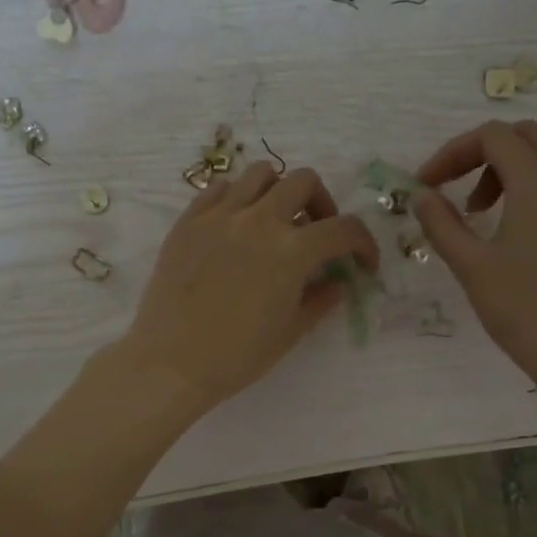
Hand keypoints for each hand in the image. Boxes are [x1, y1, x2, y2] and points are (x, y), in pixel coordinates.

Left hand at [122, 162, 378, 412]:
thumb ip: (321, 299)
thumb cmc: (238, 355)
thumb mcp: (291, 331)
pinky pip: (219, 189)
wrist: (172, 362)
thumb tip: (339, 283)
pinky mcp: (188, 221)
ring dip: (279, 192)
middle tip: (318, 234)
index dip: (364, 243)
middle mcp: (259, 220)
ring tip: (276, 222)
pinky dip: (238, 198)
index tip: (363, 262)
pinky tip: (237, 226)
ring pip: (261, 174)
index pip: (344, 229)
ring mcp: (220, 216)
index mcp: (292, 250)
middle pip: (304, 182)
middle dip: (322, 206)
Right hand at [414, 121, 536, 395]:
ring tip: (478, 214)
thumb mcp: (471, 266)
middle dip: (479, 155)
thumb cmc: (523, 309)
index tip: (425, 185)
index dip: (451, 153)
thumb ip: (441, 224)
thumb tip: (421, 195)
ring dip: (504, 171)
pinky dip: (529, 187)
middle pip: (521, 137)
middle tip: (452, 192)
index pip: (490, 137)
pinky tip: (511, 229)